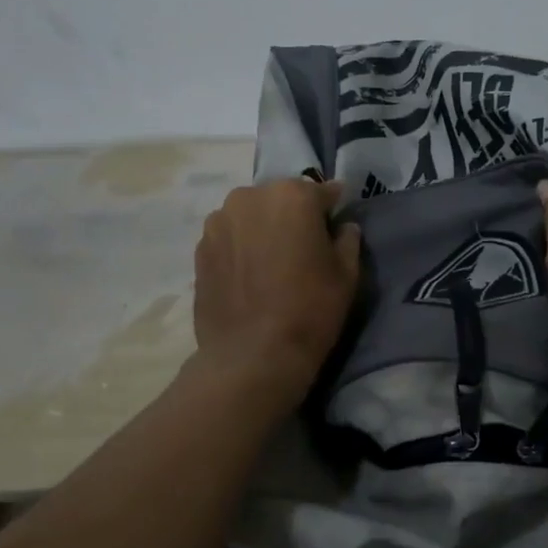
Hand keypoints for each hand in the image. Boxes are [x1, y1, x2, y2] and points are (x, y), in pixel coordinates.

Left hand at [192, 178, 361, 404]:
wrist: (253, 355)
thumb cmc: (310, 309)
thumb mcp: (347, 274)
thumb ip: (347, 240)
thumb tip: (342, 227)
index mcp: (292, 195)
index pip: (322, 192)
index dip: (333, 210)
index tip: (337, 228)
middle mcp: (250, 197)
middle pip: (281, 199)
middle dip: (293, 216)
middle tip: (302, 249)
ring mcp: (219, 221)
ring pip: (251, 216)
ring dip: (263, 230)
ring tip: (271, 264)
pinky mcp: (200, 248)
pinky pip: (230, 238)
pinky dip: (241, 248)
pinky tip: (250, 277)